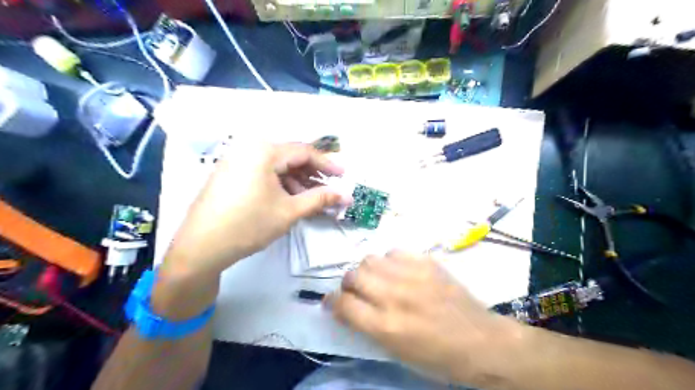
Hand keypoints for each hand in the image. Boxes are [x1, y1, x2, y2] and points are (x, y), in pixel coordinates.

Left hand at [163, 141, 346, 276]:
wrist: (200, 247)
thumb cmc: (248, 225)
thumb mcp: (289, 211)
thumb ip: (320, 199)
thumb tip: (346, 195)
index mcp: (264, 151)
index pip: (304, 152)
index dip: (327, 164)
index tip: (344, 176)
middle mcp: (248, 149)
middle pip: (289, 157)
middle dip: (311, 173)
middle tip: (329, 188)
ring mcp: (236, 161)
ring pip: (275, 166)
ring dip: (296, 180)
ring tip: (310, 198)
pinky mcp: (229, 174)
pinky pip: (262, 173)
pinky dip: (279, 184)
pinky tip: (288, 199)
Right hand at [330, 251, 527, 384]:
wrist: (480, 342)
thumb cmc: (436, 356)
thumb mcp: (395, 352)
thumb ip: (367, 326)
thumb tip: (346, 306)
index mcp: (385, 326)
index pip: (343, 304)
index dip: (331, 301)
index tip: (331, 301)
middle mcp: (394, 296)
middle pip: (353, 275)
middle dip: (348, 284)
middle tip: (356, 290)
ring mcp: (412, 275)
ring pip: (371, 259)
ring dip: (368, 271)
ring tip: (378, 279)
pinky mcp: (427, 263)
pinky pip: (395, 251)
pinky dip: (391, 261)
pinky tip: (399, 271)